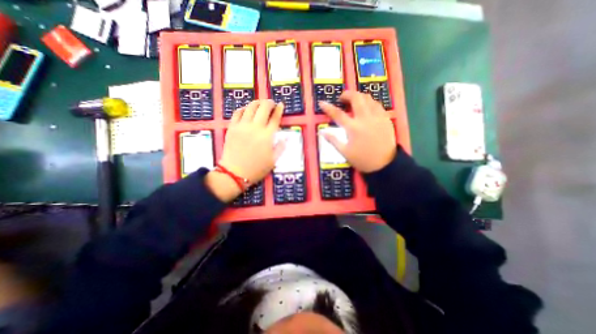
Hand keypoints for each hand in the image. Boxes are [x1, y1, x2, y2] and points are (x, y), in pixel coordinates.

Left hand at [207, 101, 284, 201]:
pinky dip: (243, 109)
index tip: (281, 105)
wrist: (234, 173)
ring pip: (250, 107)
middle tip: (271, 103)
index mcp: (267, 136)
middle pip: (263, 108)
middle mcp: (255, 128)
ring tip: (260, 104)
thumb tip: (286, 138)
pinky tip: (246, 110)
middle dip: (269, 103)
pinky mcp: (232, 128)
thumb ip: (281, 147)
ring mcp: (242, 126)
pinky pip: (237, 113)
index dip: (279, 110)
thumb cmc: (256, 169)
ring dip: (257, 103)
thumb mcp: (273, 161)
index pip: (275, 118)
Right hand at [319, 92, 397, 173]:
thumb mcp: (345, 152)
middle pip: (356, 98)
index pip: (338, 114)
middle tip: (342, 99)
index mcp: (353, 128)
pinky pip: (377, 104)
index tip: (322, 103)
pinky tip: (367, 108)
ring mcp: (377, 117)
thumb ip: (333, 140)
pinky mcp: (386, 118)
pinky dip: (369, 102)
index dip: (328, 107)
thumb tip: (322, 132)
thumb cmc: (362, 159)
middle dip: (347, 94)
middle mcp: (365, 118)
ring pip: (368, 98)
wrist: (385, 164)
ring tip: (354, 102)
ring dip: (359, 97)